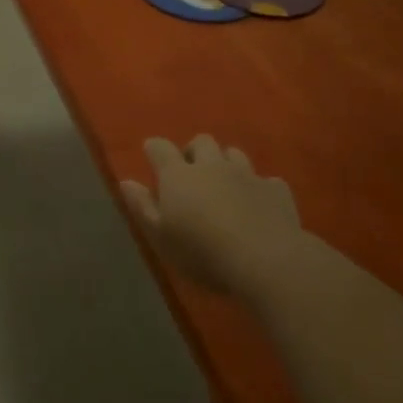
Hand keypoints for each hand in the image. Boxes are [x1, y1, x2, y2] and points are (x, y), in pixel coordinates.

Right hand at [120, 136, 323, 300]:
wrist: (266, 260)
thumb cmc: (202, 252)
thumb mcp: (160, 236)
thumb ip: (142, 206)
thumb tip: (126, 181)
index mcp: (179, 175)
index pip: (160, 148)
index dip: (154, 149)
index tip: (152, 156)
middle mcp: (212, 166)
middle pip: (202, 142)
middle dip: (194, 151)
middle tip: (190, 173)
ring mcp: (247, 175)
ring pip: (234, 154)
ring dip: (226, 163)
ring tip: (223, 184)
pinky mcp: (276, 190)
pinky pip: (266, 180)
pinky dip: (258, 188)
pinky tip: (257, 204)